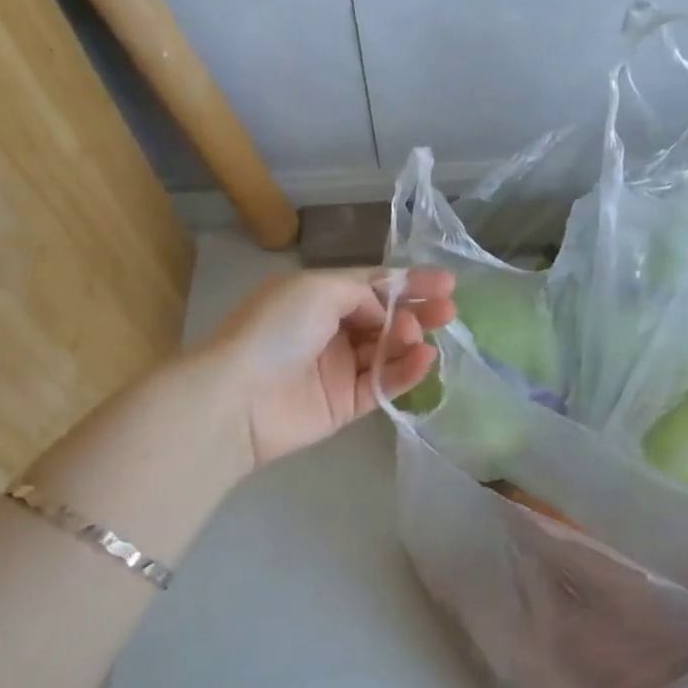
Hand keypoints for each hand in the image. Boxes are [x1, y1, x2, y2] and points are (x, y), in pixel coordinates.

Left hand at [198, 267, 455, 471]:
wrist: (238, 398)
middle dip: (418, 311)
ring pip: (387, 351)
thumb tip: (387, 313)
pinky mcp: (345, 404)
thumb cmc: (276, 330)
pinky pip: (383, 384)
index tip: (447, 283)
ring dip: (411, 340)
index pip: (373, 285)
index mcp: (319, 296)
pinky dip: (406, 371)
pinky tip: (424, 359)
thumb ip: (363, 292)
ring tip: (428, 336)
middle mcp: (331, 329)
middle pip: (386, 318)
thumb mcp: (318, 288)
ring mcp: (338, 368)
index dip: (410, 282)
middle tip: (449, 310)